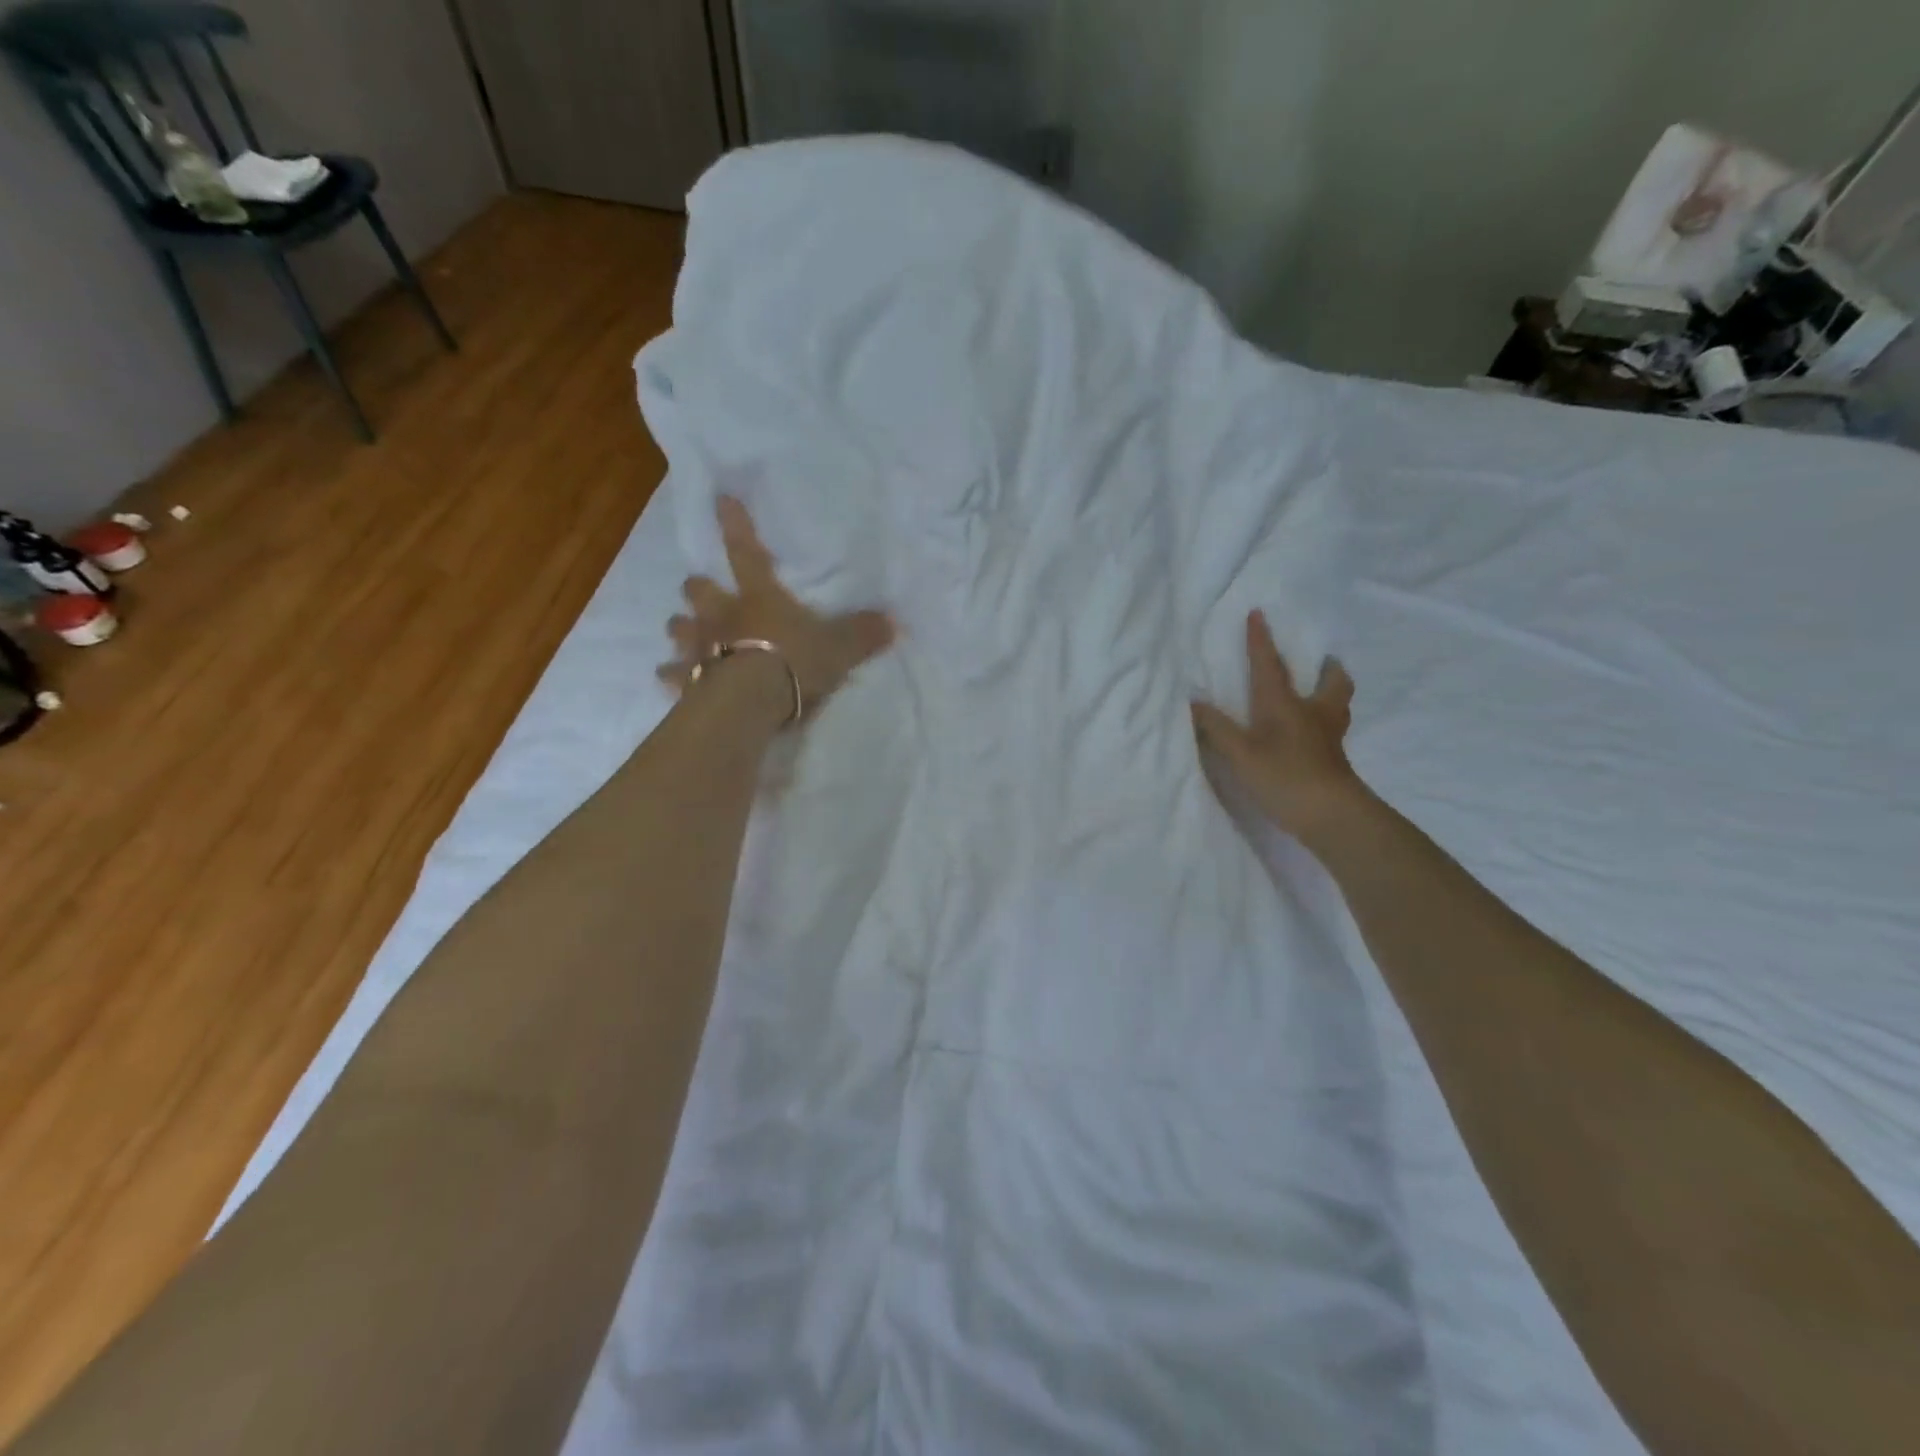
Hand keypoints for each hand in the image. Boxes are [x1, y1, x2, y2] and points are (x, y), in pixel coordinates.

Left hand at [659, 495, 894, 718]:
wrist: (752, 703)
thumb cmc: (794, 663)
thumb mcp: (840, 648)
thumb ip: (863, 634)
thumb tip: (893, 622)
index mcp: (759, 598)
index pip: (747, 552)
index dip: (736, 525)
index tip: (720, 499)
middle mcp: (723, 616)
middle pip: (699, 592)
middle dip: (698, 589)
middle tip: (698, 590)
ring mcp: (701, 648)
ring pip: (679, 629)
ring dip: (680, 629)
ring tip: (682, 633)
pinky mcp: (688, 681)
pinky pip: (673, 676)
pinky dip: (671, 676)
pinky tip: (666, 679)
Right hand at [1191, 610, 1366, 846]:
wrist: (1332, 815)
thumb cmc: (1284, 776)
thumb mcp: (1240, 753)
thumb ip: (1215, 727)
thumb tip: (1193, 701)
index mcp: (1285, 704)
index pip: (1270, 666)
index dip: (1261, 641)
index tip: (1259, 614)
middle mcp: (1312, 714)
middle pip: (1331, 683)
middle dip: (1327, 668)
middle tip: (1324, 661)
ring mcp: (1329, 738)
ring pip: (1339, 706)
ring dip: (1333, 694)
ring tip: (1323, 694)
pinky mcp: (1335, 761)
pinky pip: (1333, 731)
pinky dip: (1327, 724)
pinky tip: (1315, 735)